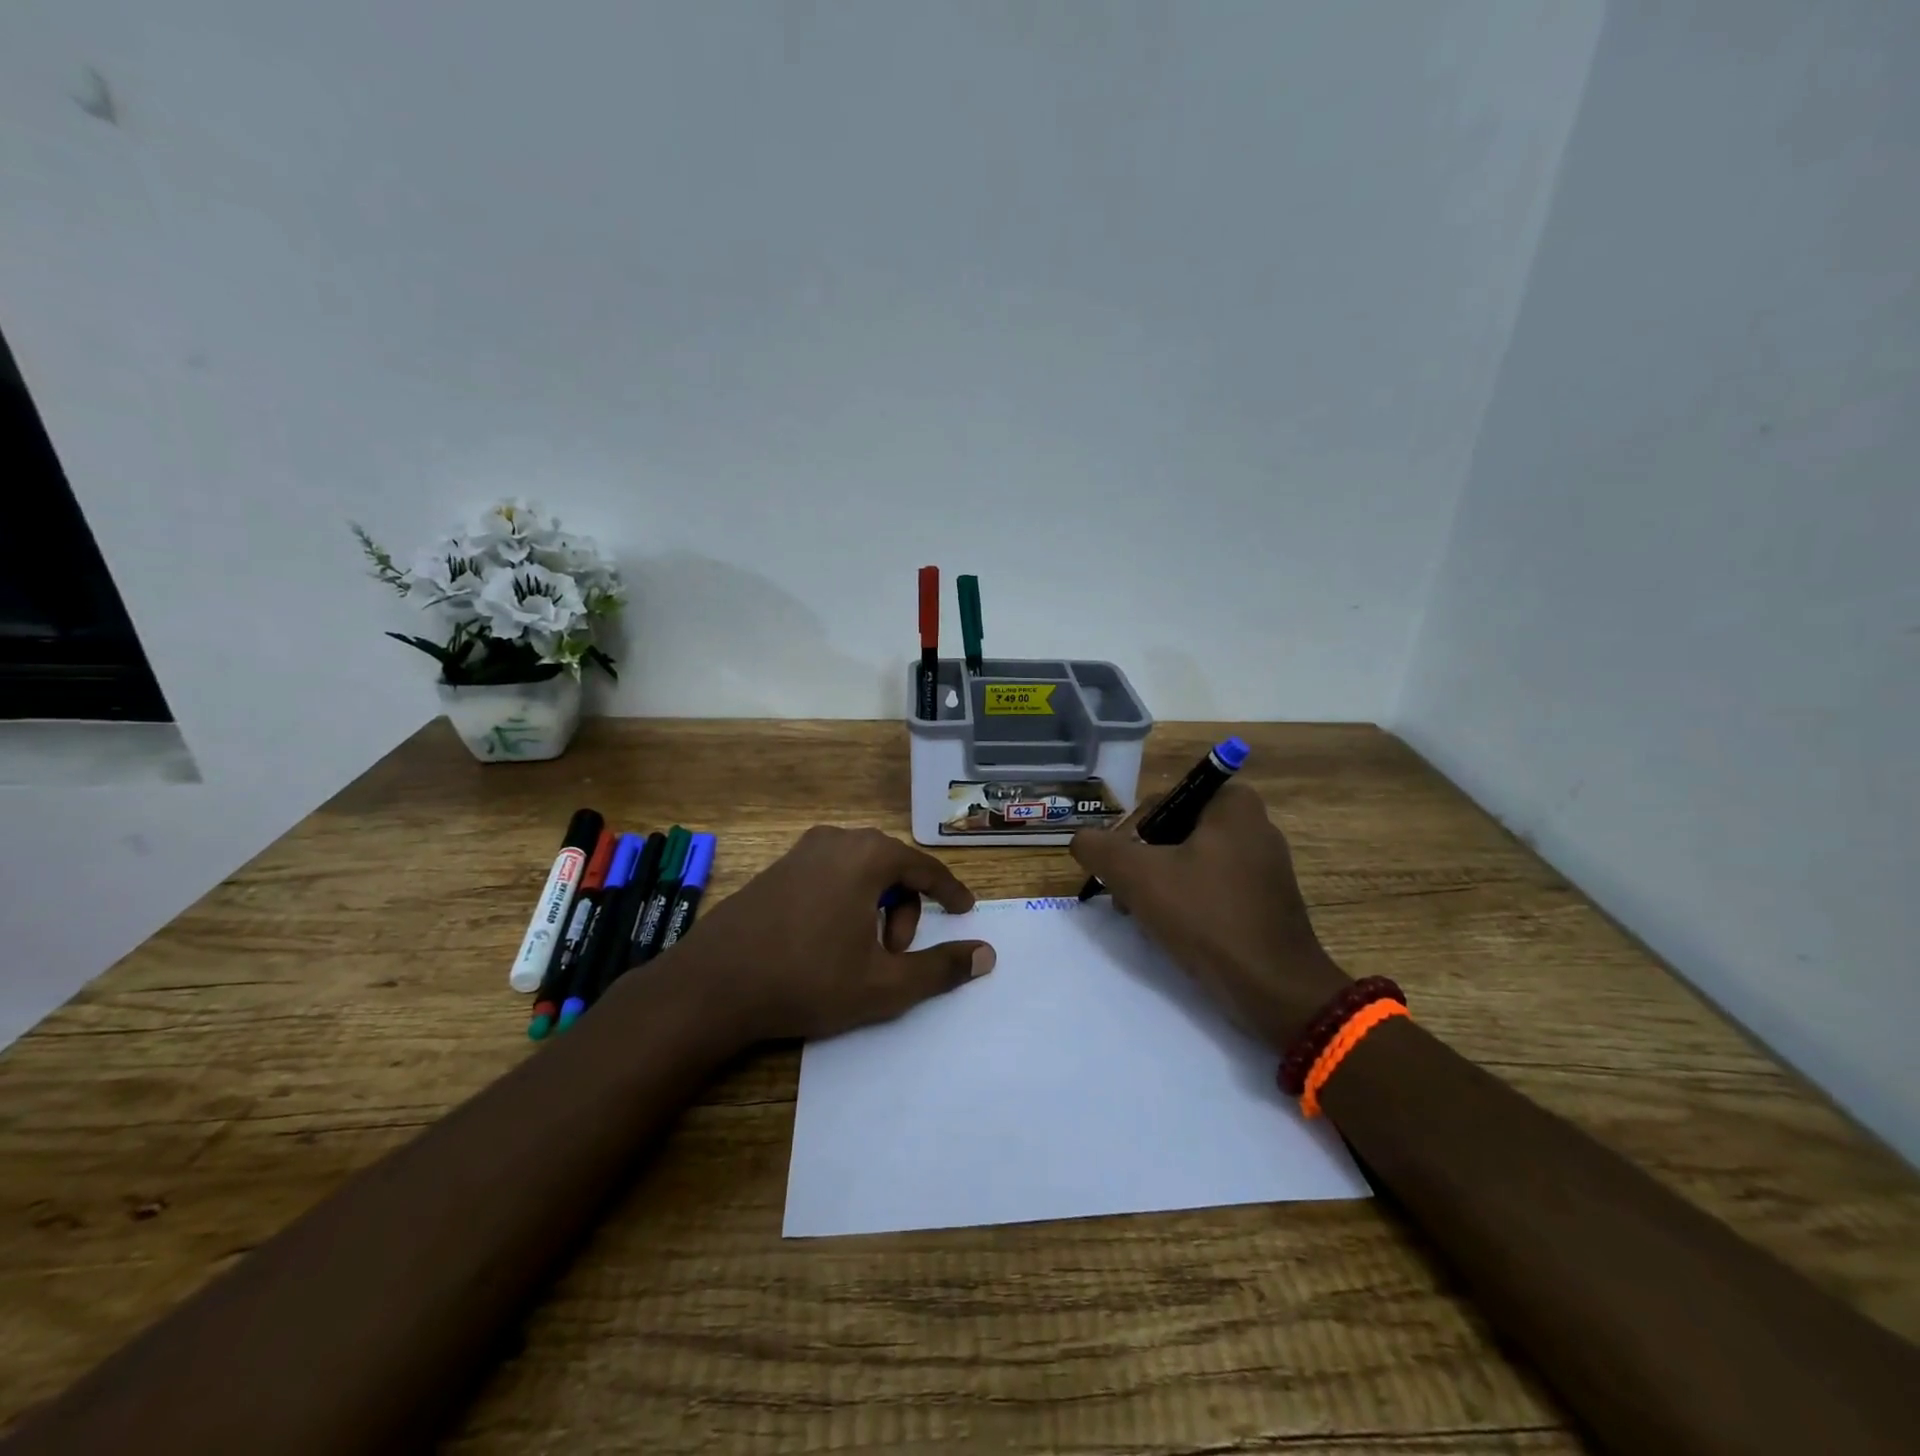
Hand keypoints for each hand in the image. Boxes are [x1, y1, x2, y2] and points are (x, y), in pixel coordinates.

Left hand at [681, 826, 995, 1042]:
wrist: (712, 985)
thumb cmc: (807, 980)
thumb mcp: (884, 985)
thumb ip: (941, 968)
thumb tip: (987, 955)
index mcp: (867, 856)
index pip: (925, 867)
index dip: (950, 891)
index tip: (964, 911)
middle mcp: (836, 840)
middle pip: (892, 868)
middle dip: (905, 910)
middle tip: (894, 955)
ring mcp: (801, 851)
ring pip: (860, 871)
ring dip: (875, 908)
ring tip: (861, 953)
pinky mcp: (776, 868)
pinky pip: (830, 875)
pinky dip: (845, 901)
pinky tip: (827, 941)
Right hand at [1070, 782, 1348, 1051]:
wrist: (1274, 989)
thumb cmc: (1206, 917)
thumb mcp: (1137, 876)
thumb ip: (1099, 848)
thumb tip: (1080, 840)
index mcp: (1233, 804)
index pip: (1161, 801)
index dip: (1130, 833)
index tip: (1119, 869)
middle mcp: (1254, 826)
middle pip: (1174, 832)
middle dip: (1142, 862)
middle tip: (1123, 894)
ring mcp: (1264, 866)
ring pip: (1191, 862)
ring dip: (1159, 885)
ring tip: (1142, 917)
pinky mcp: (1266, 901)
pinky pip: (1213, 888)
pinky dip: (1187, 902)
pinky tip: (1172, 930)